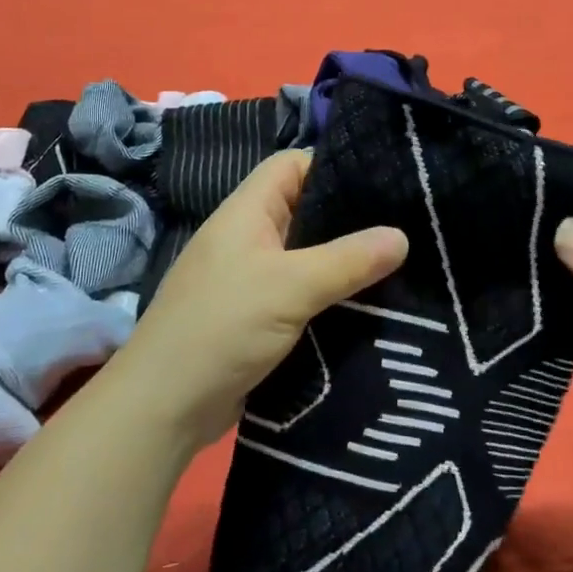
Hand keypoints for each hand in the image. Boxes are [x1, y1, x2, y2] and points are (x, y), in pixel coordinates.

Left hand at [109, 151, 408, 454]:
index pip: (292, 165)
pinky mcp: (259, 317)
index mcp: (247, 212)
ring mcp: (252, 279)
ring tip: (402, 265)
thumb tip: (403, 236)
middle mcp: (249, 238)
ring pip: (308, 257)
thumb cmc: (222, 327)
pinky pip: (304, 294)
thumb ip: (347, 260)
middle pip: (305, 211)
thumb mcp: (290, 287)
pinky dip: (333, 297)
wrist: (165, 406)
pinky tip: (372, 306)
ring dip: (346, 263)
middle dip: (351, 218)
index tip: (383, 180)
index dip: (333, 165)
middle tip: (407, 224)